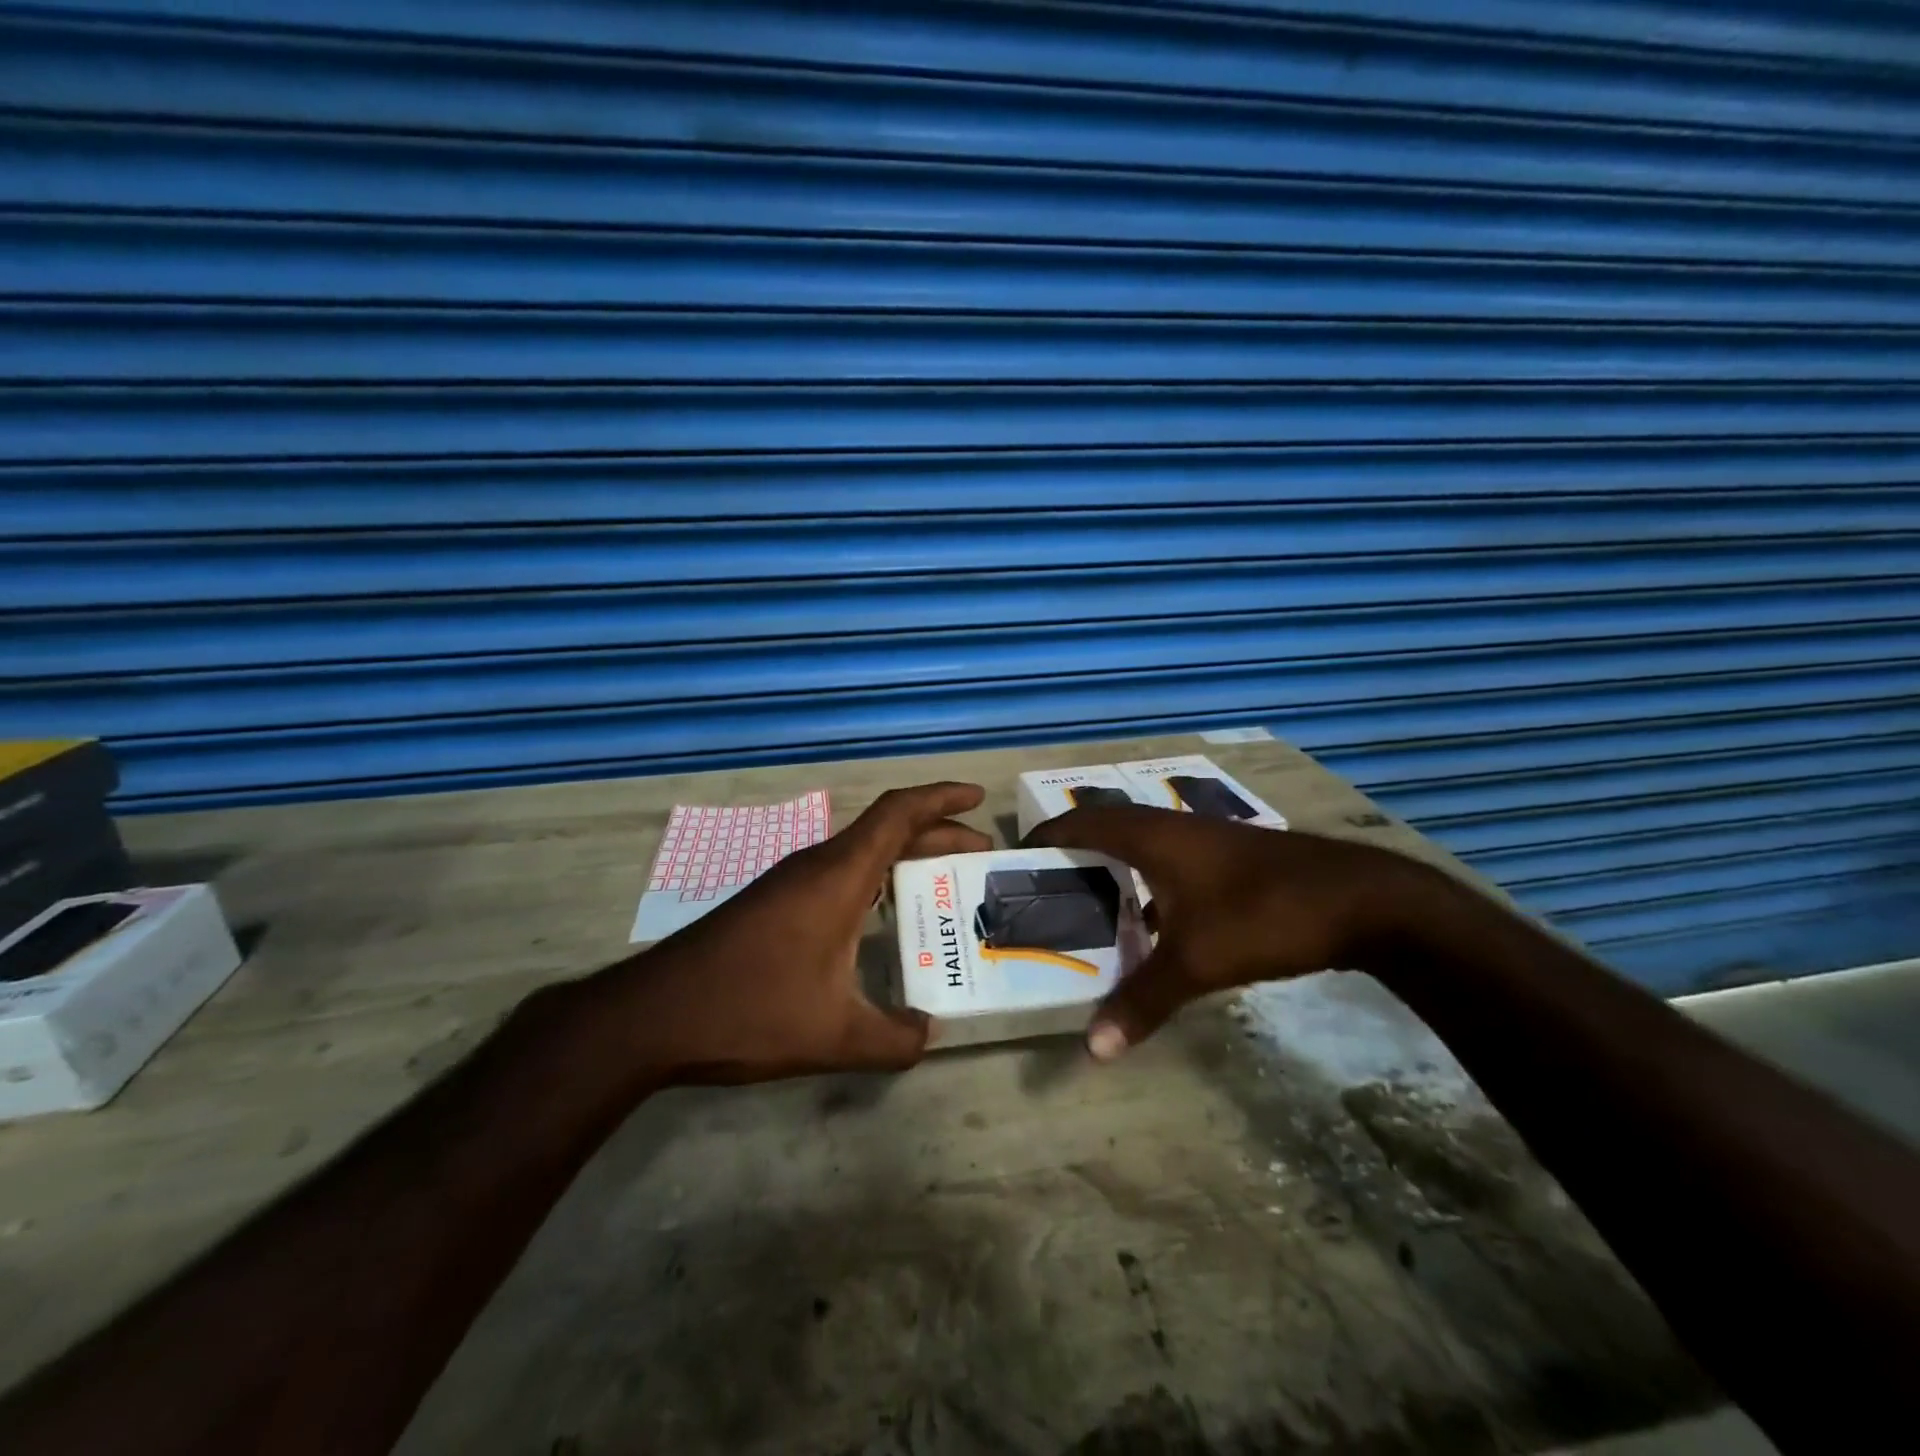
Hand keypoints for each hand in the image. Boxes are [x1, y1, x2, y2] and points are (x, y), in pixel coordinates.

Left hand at [601, 782, 991, 1083]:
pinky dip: (874, 880)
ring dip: (904, 857)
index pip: (898, 812)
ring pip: (861, 853)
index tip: (977, 797)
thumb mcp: (834, 1035)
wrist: (652, 1014)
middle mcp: (816, 865)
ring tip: (940, 882)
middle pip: (886, 830)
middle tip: (979, 852)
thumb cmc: (749, 1010)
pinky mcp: (772, 903)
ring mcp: (789, 882)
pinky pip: (838, 874)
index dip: (941, 798)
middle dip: (937, 833)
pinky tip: (880, 918)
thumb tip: (928, 1035)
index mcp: (838, 876)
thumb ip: (894, 1039)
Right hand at [1026, 806, 1433, 1060]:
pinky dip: (1147, 884)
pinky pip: (1169, 860)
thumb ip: (1142, 1001)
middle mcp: (1172, 827)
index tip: (1015, 860)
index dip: (1045, 835)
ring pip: (1141, 845)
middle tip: (1044, 890)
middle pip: (1106, 829)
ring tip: (1086, 906)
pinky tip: (1150, 924)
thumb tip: (1093, 1048)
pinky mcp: (1230, 857)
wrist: (1360, 900)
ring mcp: (1205, 839)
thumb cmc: (1264, 915)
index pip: (1080, 822)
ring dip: (1112, 868)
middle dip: (1072, 854)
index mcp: (1152, 837)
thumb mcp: (1197, 961)